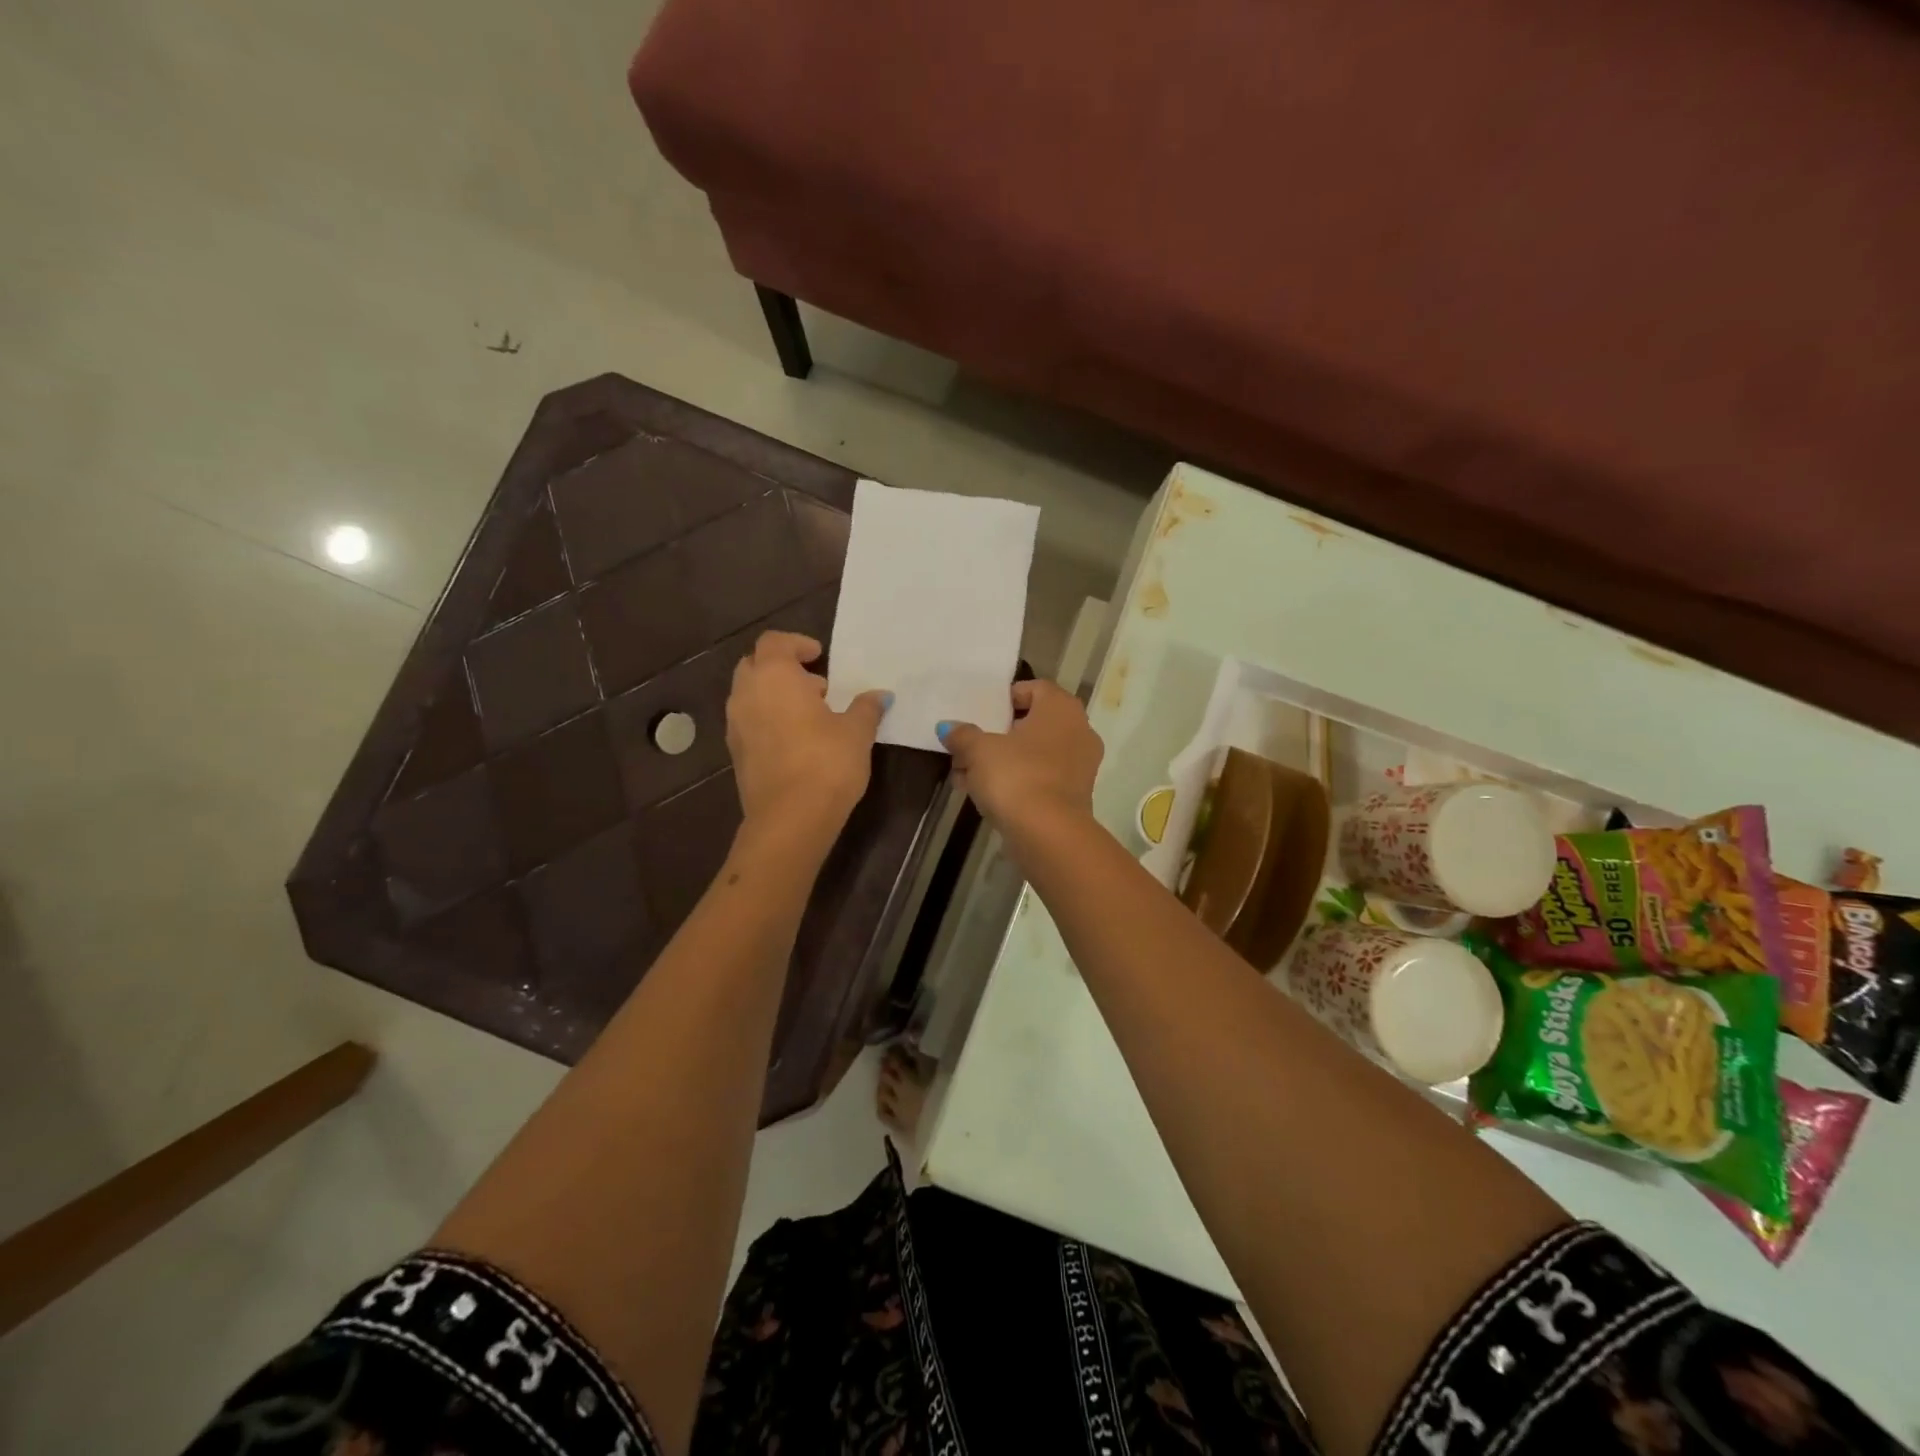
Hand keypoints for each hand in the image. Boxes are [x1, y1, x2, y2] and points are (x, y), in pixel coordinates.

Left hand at [726, 632, 889, 839]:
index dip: (797, 643)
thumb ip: (865, 708)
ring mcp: (735, 725)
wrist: (789, 819)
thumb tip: (880, 696)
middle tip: (815, 686)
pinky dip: (767, 720)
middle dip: (782, 669)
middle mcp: (746, 694)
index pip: (775, 642)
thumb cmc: (826, 763)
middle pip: (755, 665)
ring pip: (749, 695)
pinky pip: (749, 722)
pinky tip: (796, 741)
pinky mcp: (735, 754)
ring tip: (809, 715)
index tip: (819, 655)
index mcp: (774, 676)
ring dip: (774, 696)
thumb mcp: (857, 732)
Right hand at [936, 680, 1102, 836]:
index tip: (982, 713)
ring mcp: (1080, 766)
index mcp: (1061, 708)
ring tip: (966, 775)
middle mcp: (1078, 731)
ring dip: (1002, 761)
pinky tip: (984, 795)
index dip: (1007, 698)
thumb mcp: (978, 750)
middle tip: (968, 746)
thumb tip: (948, 728)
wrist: (1049, 834)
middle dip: (998, 735)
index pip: (1036, 688)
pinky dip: (1017, 781)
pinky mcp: (1074, 796)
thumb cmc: (1016, 776)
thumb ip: (963, 735)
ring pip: (1034, 754)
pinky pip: (1040, 778)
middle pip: (1033, 724)